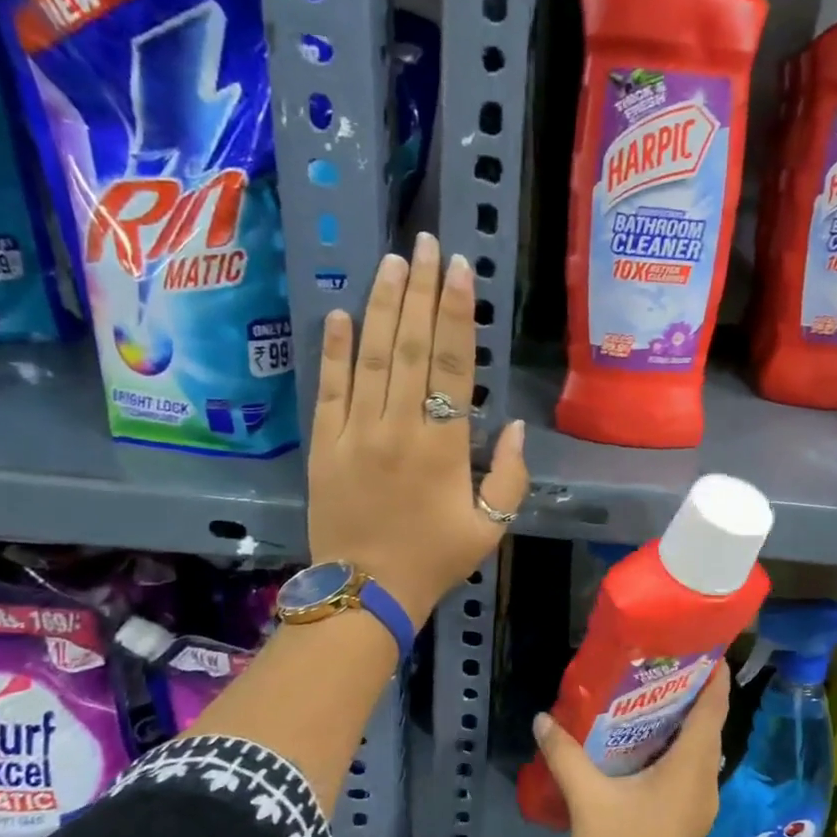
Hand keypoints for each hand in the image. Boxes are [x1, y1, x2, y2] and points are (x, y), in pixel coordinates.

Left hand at [308, 235, 527, 618]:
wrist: (365, 592)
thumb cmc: (435, 559)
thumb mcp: (491, 526)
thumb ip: (510, 476)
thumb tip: (512, 426)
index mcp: (442, 446)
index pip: (450, 364)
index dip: (455, 313)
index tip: (459, 270)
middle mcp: (397, 427)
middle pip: (409, 346)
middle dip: (419, 290)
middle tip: (426, 244)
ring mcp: (354, 433)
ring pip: (369, 357)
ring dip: (380, 306)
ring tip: (392, 261)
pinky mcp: (323, 445)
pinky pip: (328, 389)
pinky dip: (333, 350)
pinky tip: (340, 313)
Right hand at [532, 665, 729, 836]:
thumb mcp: (589, 802)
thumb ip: (566, 756)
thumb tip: (543, 719)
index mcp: (692, 767)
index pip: (714, 707)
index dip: (713, 674)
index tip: (699, 643)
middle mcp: (705, 778)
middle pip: (708, 723)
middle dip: (690, 691)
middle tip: (659, 661)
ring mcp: (700, 800)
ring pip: (698, 746)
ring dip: (680, 720)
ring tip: (647, 692)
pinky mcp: (688, 815)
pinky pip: (688, 767)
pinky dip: (673, 746)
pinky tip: (640, 742)